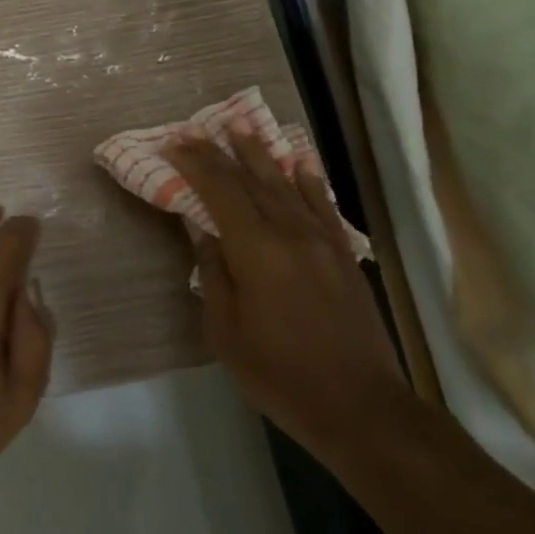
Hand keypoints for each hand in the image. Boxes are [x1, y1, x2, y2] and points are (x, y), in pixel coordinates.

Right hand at [163, 125, 405, 463]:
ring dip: (260, 154)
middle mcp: (289, 232)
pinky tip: (299, 163)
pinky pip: (322, 205)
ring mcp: (321, 241)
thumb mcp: (226, 331)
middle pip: (250, 180)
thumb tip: (203, 230)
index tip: (174, 142)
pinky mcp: (343, 255)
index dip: (195, 164)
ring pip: (285, 184)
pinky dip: (308, 180)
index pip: (219, 191)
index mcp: (255, 249)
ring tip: (241, 126)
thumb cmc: (280, 373)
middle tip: (198, 128)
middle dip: (220, 152)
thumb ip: (214, 272)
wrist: (360, 406)